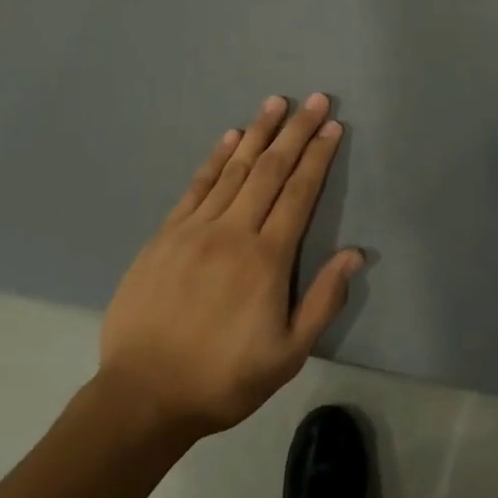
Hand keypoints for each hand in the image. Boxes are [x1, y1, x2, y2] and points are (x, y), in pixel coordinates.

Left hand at [96, 94, 361, 444]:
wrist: (142, 396)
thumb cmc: (223, 378)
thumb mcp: (288, 354)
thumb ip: (324, 301)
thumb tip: (355, 254)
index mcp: (267, 259)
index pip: (299, 193)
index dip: (317, 157)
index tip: (332, 127)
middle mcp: (233, 233)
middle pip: (270, 170)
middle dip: (295, 132)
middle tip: (313, 100)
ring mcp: (195, 230)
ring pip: (234, 169)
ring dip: (258, 133)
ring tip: (275, 103)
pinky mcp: (165, 236)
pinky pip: (196, 186)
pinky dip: (216, 157)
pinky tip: (230, 136)